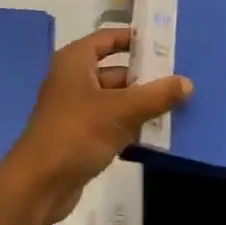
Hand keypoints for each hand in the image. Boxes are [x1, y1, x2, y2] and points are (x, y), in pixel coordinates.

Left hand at [4, 28, 191, 224]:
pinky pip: (109, 123)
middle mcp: (72, 79)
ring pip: (114, 99)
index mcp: (75, 61)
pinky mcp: (78, 136)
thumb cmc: (76, 134)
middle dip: (144, 78)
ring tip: (175, 107)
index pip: (108, 38)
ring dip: (139, 105)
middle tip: (178, 81)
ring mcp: (74, 109)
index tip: (164, 45)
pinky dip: (128, 126)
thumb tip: (187, 83)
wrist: (38, 185)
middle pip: (115, 71)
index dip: (134, 39)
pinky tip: (155, 135)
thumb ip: (156, 96)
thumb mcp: (121, 111)